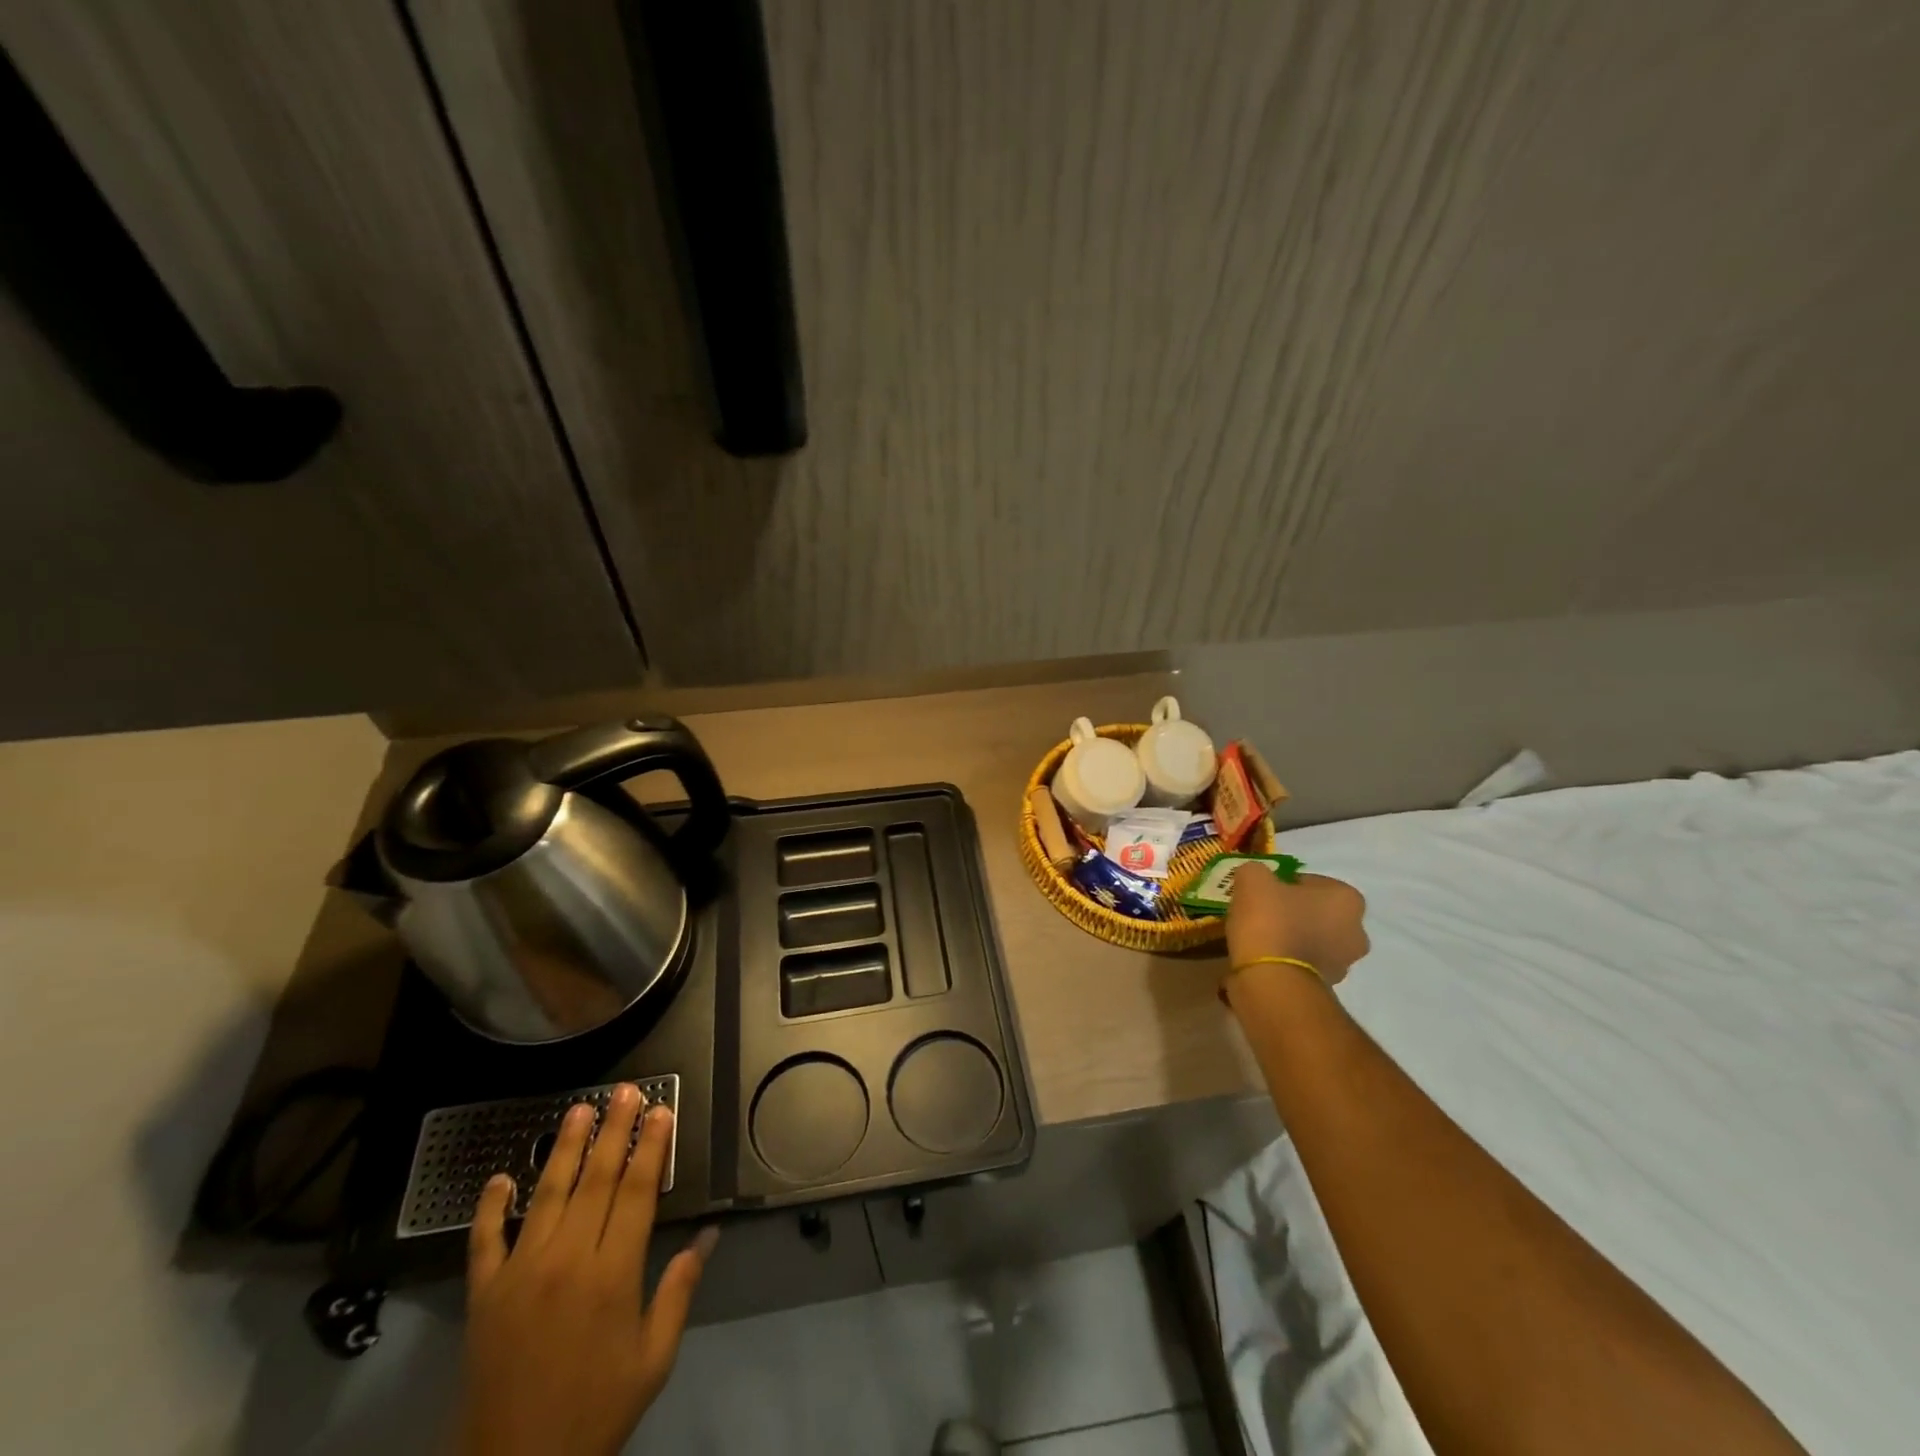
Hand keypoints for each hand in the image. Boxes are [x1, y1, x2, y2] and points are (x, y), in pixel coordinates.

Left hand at [450, 1085, 715, 1455]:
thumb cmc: (596, 1411)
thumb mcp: (653, 1358)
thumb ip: (679, 1290)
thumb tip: (708, 1235)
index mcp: (613, 1273)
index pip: (638, 1191)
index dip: (652, 1147)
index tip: (661, 1111)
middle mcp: (567, 1260)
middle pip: (596, 1179)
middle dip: (614, 1130)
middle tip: (625, 1091)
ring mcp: (520, 1273)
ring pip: (546, 1195)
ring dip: (563, 1149)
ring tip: (578, 1110)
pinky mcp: (484, 1295)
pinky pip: (485, 1241)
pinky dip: (490, 1207)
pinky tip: (498, 1178)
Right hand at [1225, 864, 1369, 986]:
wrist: (1271, 980)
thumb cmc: (1270, 920)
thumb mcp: (1252, 878)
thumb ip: (1256, 872)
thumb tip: (1256, 879)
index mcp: (1348, 899)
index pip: (1312, 882)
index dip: (1284, 883)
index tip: (1263, 892)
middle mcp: (1356, 931)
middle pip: (1316, 912)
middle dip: (1292, 912)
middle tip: (1261, 913)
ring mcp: (1344, 964)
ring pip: (1311, 940)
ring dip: (1290, 938)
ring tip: (1256, 938)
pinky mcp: (1327, 988)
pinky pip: (1302, 964)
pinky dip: (1285, 960)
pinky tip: (1260, 959)